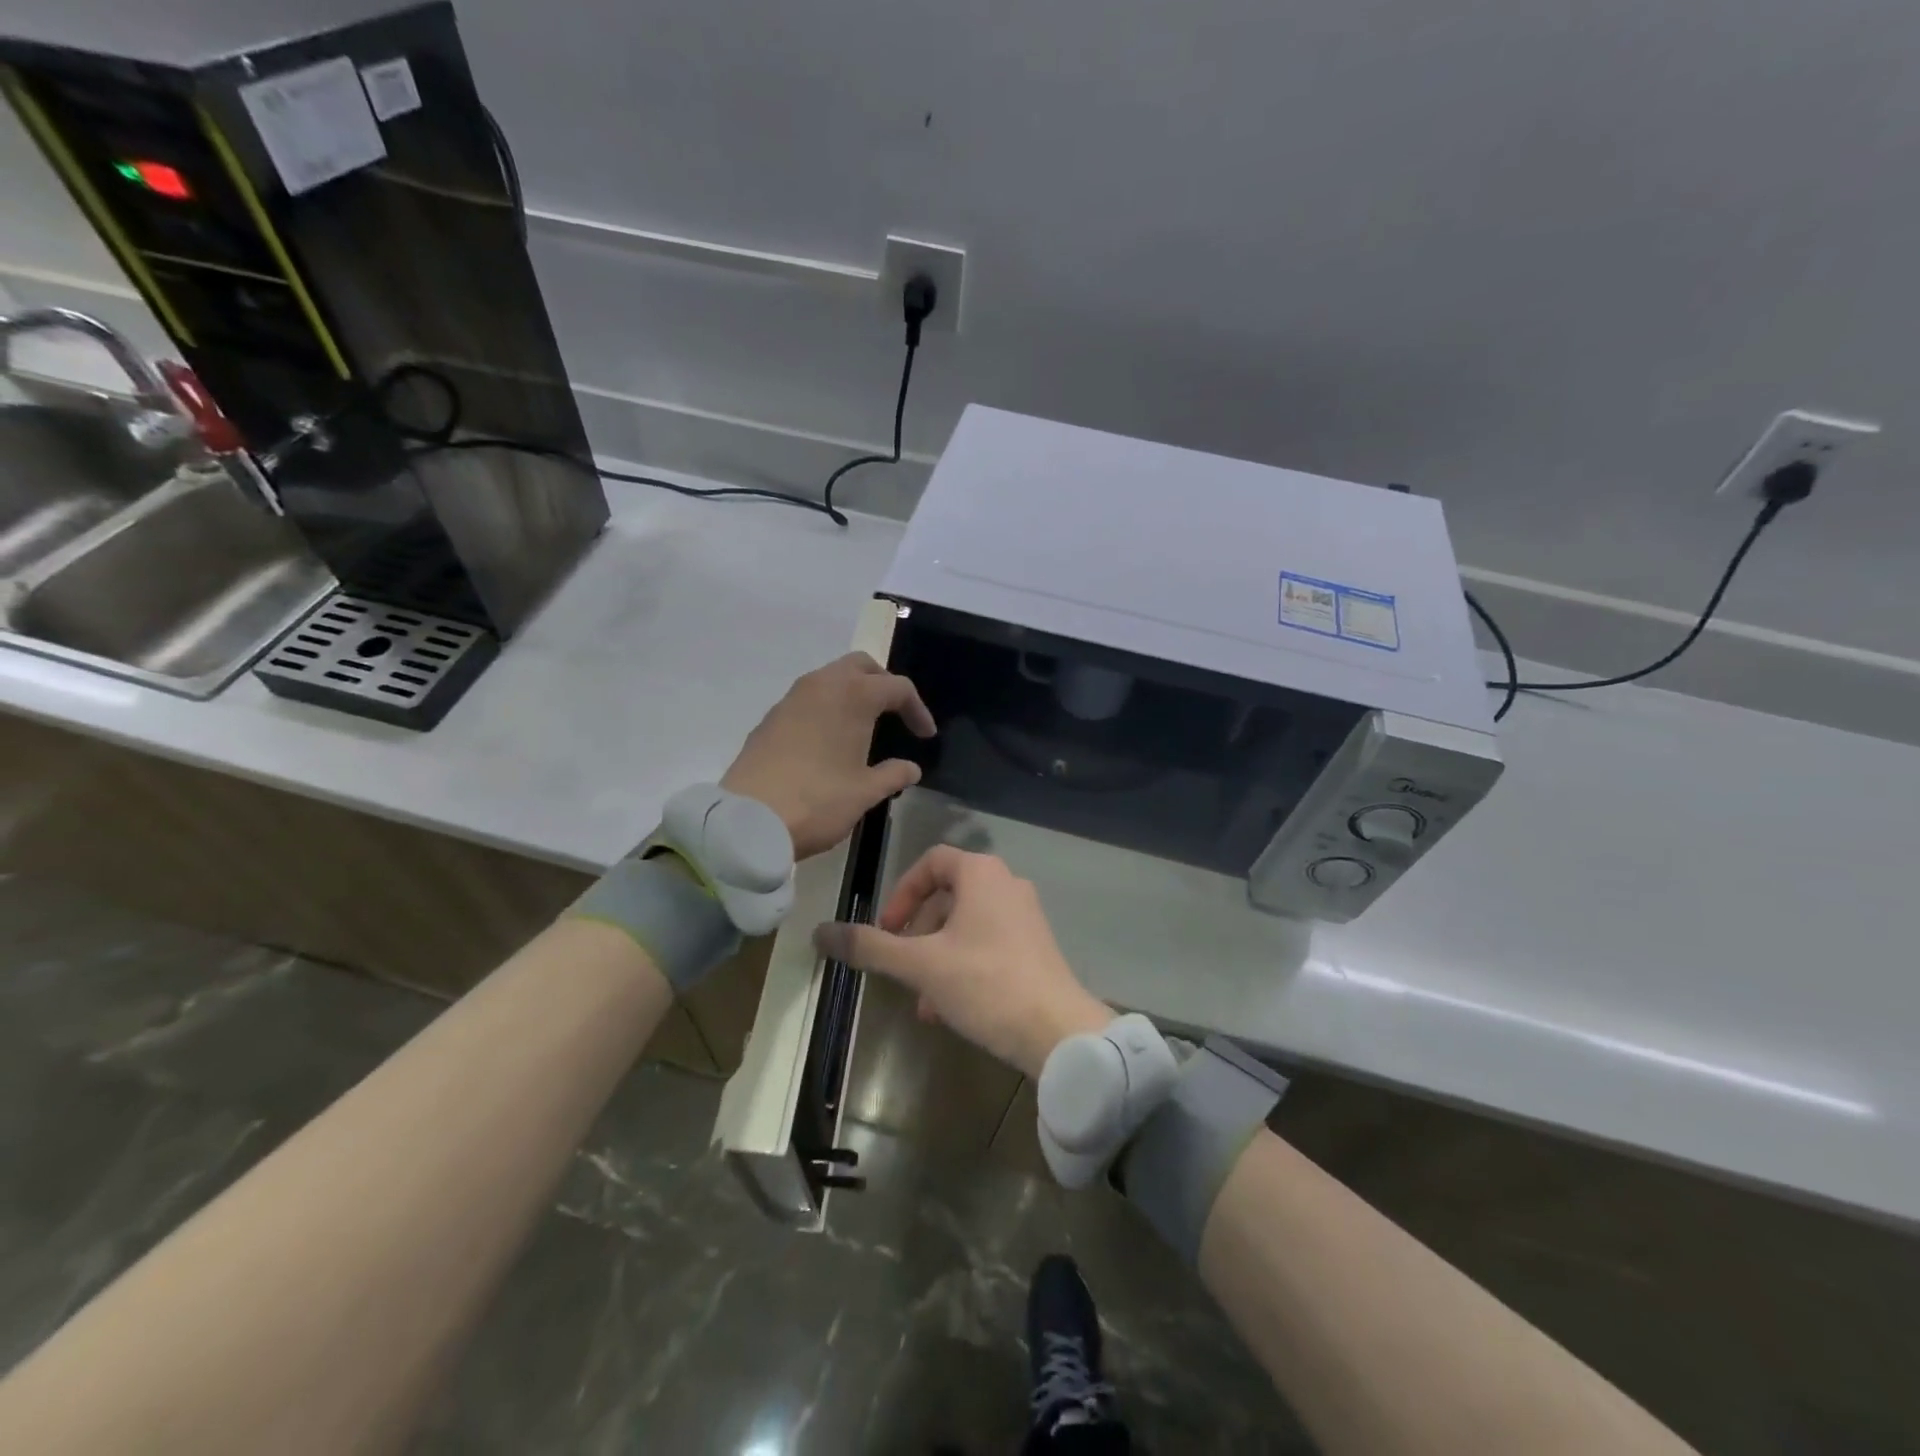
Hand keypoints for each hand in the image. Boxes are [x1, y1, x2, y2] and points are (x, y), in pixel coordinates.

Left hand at [721, 653, 936, 860]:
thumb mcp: (865, 792)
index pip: (897, 687)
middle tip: (896, 713)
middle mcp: (822, 685)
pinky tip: (829, 740)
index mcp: (853, 696)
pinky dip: (826, 708)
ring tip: (863, 726)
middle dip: (883, 684)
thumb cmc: (818, 801)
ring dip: (852, 693)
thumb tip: (911, 768)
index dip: (917, 709)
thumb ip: (893, 775)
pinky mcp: (770, 718)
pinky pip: (808, 699)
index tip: (925, 736)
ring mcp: (791, 699)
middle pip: (861, 666)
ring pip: (830, 678)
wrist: (748, 820)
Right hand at [813, 847, 1110, 1077]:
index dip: (901, 893)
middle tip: (901, 967)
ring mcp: (1026, 916)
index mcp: (982, 874)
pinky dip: (962, 966)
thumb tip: (820, 932)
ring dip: (936, 957)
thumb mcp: (920, 965)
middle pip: (947, 896)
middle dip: (917, 933)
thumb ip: (870, 946)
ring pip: (965, 926)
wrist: (1057, 1031)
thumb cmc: (985, 984)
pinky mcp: (1036, 946)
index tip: (887, 930)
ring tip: (922, 1001)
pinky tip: (949, 1009)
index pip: (931, 862)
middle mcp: (1007, 884)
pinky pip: (987, 944)